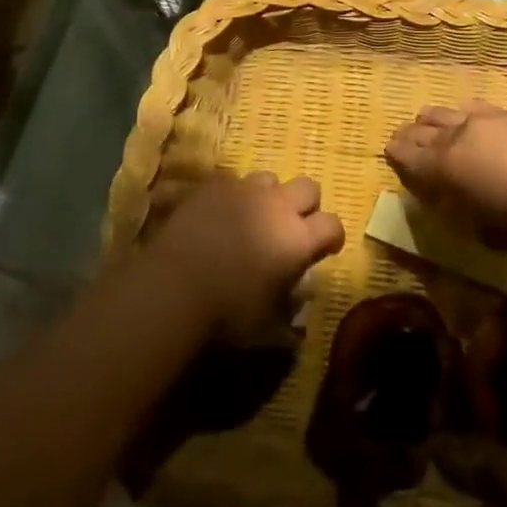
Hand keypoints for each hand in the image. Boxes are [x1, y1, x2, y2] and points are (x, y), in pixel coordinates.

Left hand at [148, 172, 345, 339]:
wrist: (173, 286)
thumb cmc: (226, 314)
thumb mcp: (266, 327)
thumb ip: (288, 312)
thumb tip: (297, 311)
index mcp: (298, 239)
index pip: (333, 224)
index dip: (333, 236)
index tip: (326, 249)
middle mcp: (278, 206)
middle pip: (309, 187)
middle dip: (306, 205)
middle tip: (293, 228)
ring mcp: (244, 190)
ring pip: (270, 179)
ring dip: (270, 196)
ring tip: (254, 218)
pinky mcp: (213, 186)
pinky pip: (233, 182)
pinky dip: (234, 197)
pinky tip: (221, 216)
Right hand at [384, 101, 506, 251]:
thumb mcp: (486, 232)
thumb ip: (464, 213)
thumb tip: (457, 203)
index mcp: (444, 166)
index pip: (408, 155)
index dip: (397, 154)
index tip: (390, 151)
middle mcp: (460, 134)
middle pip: (425, 128)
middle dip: (412, 133)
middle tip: (404, 136)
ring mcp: (491, 118)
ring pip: (453, 111)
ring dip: (439, 119)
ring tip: (435, 122)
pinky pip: (486, 110)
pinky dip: (475, 117)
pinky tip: (483, 122)